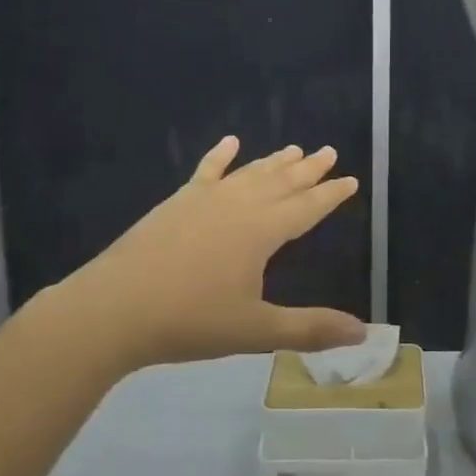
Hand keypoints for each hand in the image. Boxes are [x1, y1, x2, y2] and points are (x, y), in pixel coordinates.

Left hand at [44, 137, 365, 368]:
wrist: (113, 309)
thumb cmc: (189, 321)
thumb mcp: (256, 330)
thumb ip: (309, 329)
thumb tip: (362, 332)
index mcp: (262, 231)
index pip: (307, 207)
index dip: (331, 195)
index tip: (351, 179)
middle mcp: (238, 206)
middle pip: (281, 182)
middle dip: (308, 169)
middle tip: (329, 152)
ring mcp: (204, 200)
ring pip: (249, 173)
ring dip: (273, 162)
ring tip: (294, 149)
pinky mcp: (176, 203)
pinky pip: (205, 171)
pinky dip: (220, 156)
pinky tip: (229, 142)